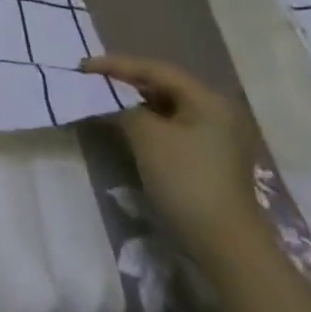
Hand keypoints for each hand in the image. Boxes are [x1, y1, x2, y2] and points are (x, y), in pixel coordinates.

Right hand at [81, 54, 261, 257]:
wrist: (226, 246)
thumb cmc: (186, 180)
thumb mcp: (146, 135)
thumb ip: (121, 106)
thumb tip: (104, 96)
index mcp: (207, 99)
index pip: (155, 69)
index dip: (116, 65)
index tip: (83, 66)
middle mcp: (215, 111)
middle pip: (162, 85)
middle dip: (125, 82)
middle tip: (92, 80)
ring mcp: (215, 137)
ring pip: (166, 107)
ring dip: (134, 103)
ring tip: (104, 100)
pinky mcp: (209, 158)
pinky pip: (171, 127)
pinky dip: (147, 122)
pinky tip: (126, 125)